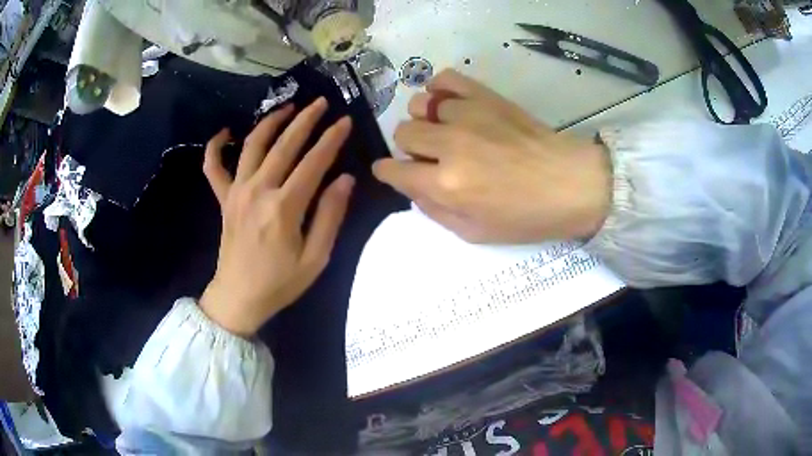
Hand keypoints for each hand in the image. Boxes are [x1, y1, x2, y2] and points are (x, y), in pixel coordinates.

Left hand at [200, 98, 354, 336]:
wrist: (238, 298)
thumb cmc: (280, 283)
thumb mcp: (315, 258)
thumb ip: (330, 216)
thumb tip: (345, 179)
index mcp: (284, 207)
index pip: (314, 162)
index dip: (331, 139)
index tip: (345, 121)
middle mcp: (258, 191)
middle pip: (284, 144)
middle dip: (306, 120)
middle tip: (322, 102)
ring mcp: (236, 192)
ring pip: (252, 145)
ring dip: (271, 122)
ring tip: (288, 107)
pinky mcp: (223, 198)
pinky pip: (213, 167)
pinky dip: (216, 147)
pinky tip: (225, 132)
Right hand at [372, 70, 611, 243]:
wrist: (570, 184)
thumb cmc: (526, 217)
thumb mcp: (475, 233)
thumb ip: (435, 212)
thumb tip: (412, 188)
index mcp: (446, 185)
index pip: (393, 171)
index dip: (388, 172)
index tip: (394, 172)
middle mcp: (449, 145)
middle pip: (403, 133)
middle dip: (410, 148)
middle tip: (431, 156)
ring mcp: (467, 114)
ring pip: (419, 105)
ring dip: (426, 120)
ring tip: (446, 129)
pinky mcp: (485, 96)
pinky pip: (445, 78)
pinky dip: (440, 88)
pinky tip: (449, 102)